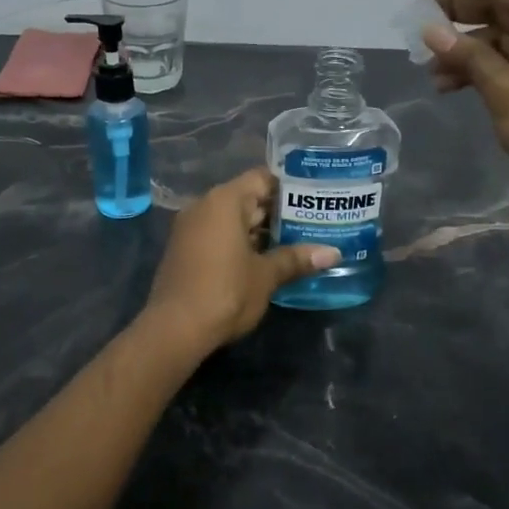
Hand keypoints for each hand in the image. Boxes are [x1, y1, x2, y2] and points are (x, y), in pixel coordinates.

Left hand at [141, 168, 340, 354]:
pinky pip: (218, 235)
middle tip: (313, 222)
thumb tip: (333, 253)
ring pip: (232, 220)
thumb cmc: (226, 292)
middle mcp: (204, 206)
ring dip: (260, 231)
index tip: (314, 198)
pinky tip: (265, 260)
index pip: (261, 179)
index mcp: (224, 200)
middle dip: (278, 213)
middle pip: (247, 199)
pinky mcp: (185, 250)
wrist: (175, 329)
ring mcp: (191, 228)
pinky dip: (240, 243)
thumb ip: (296, 259)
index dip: (289, 187)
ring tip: (296, 241)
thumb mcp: (266, 276)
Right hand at [404, 0, 508, 195]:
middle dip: (454, 14)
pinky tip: (450, 86)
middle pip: (496, 5)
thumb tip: (432, 31)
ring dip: (463, 49)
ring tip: (429, 69)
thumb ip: (467, 55)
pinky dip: (480, 68)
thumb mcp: (504, 88)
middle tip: (416, 24)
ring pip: (499, 36)